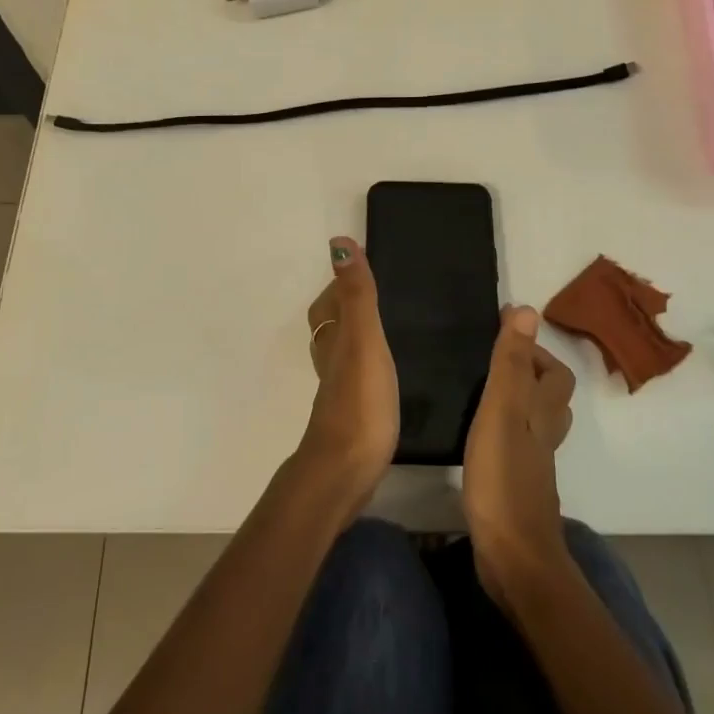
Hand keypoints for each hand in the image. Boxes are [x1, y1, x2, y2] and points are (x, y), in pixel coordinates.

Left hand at [295, 237, 398, 511]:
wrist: (346, 471)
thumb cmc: (359, 400)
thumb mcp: (363, 339)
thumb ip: (357, 294)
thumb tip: (338, 242)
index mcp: (333, 339)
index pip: (328, 302)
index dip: (340, 285)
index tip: (363, 270)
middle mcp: (330, 360)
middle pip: (331, 326)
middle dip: (347, 308)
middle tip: (379, 296)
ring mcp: (339, 390)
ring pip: (342, 352)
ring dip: (356, 337)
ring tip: (385, 329)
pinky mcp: (352, 415)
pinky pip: (356, 378)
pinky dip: (366, 366)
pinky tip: (384, 374)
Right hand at [462, 306, 576, 613]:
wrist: (514, 557)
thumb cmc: (504, 478)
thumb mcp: (501, 411)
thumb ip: (510, 364)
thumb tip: (527, 311)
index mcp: (542, 412)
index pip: (555, 373)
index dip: (535, 351)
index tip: (503, 332)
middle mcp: (544, 435)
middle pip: (550, 398)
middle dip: (529, 374)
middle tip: (492, 361)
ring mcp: (533, 464)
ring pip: (535, 422)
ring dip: (519, 402)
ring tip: (485, 390)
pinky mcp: (517, 488)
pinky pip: (518, 446)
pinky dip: (506, 431)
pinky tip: (481, 436)